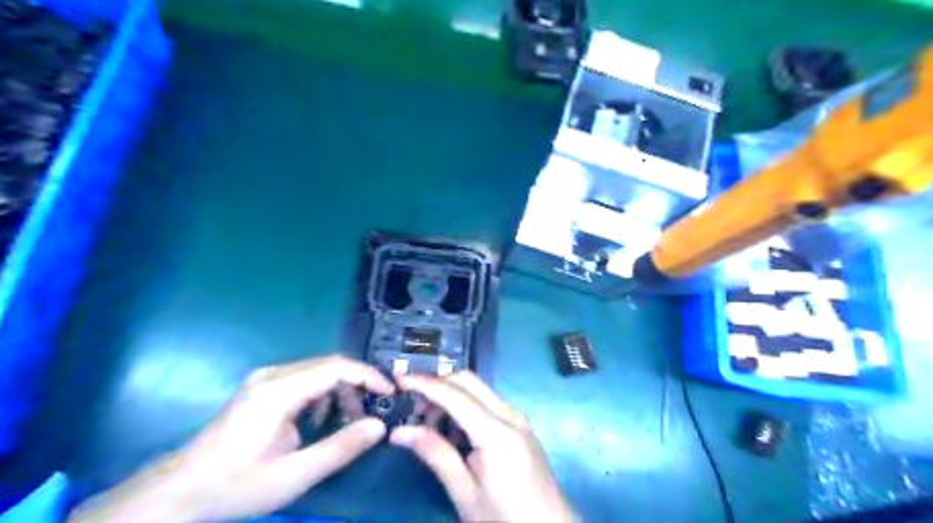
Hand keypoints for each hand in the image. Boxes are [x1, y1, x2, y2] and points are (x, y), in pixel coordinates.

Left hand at [67, 356, 391, 522]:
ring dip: (340, 392)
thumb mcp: (294, 475)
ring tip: (348, 421)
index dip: (368, 376)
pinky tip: (321, 421)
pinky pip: (305, 380)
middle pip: (330, 366)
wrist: (179, 492)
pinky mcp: (263, 387)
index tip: (390, 392)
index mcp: (279, 391)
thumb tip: (379, 426)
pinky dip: (323, 395)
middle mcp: (273, 375)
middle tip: (372, 413)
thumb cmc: (235, 485)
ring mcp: (266, 379)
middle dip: (357, 386)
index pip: (336, 367)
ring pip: (319, 371)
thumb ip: (341, 448)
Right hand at [389, 372, 575, 521]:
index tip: (398, 379)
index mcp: (498, 433)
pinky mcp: (519, 425)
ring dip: (450, 397)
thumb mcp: (465, 494)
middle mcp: (511, 415)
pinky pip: (487, 404)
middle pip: (468, 382)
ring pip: (477, 390)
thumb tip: (399, 431)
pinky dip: (464, 408)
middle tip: (412, 408)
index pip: (455, 395)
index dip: (425, 383)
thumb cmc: (505, 520)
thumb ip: (436, 455)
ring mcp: (518, 418)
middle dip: (437, 387)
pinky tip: (452, 433)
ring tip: (428, 426)